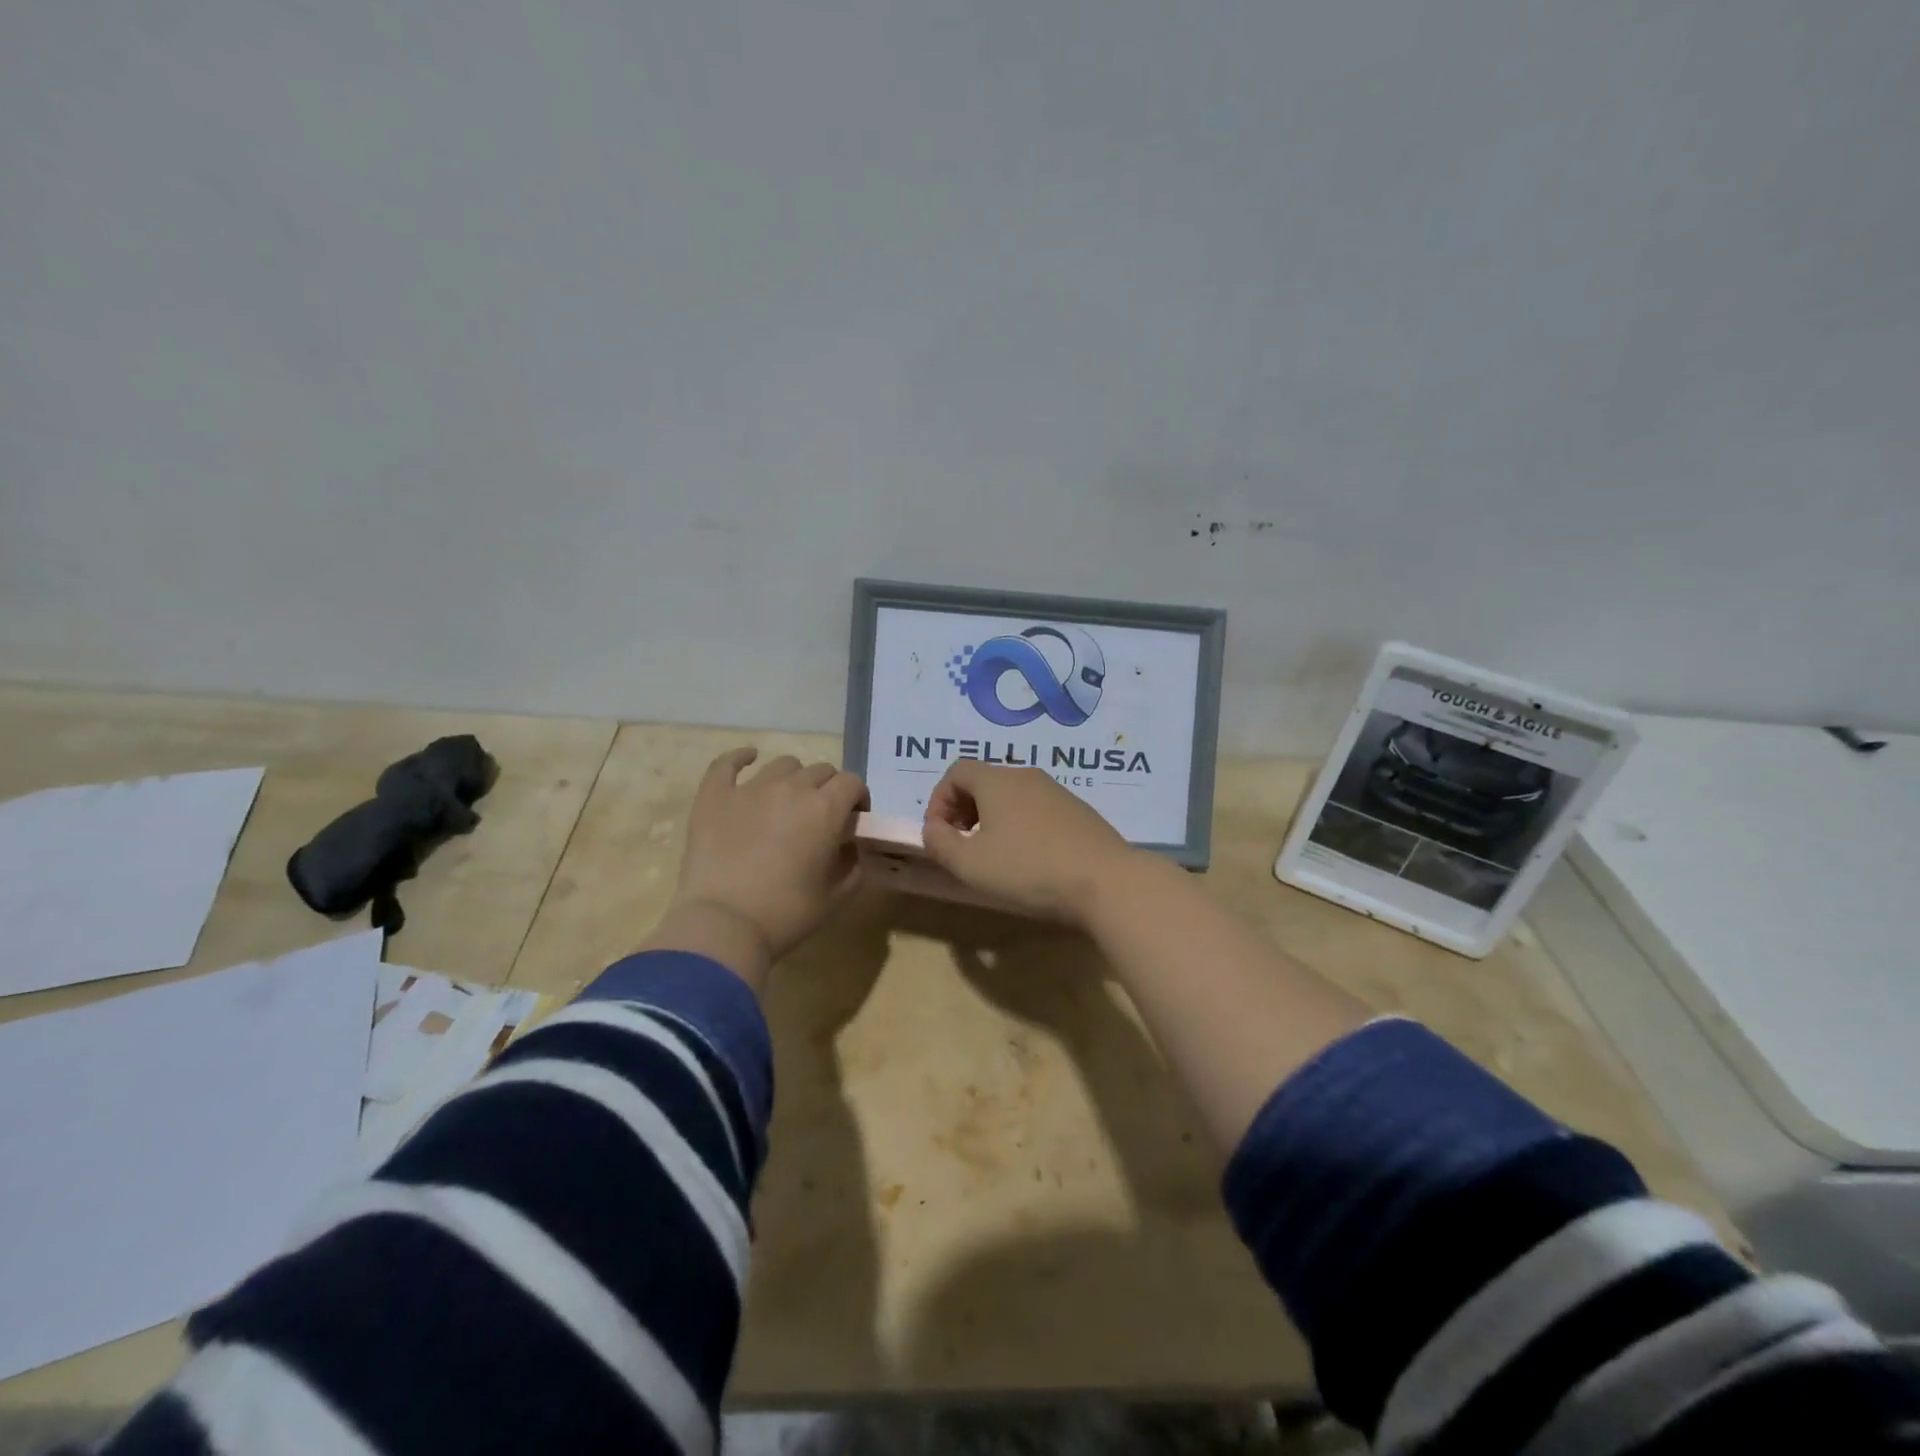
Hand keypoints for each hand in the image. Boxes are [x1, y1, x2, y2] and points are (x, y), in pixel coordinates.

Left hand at [670, 749, 869, 965]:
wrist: (723, 925)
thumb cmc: (786, 914)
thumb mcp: (836, 896)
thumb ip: (851, 864)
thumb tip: (847, 846)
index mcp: (825, 809)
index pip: (852, 783)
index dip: (857, 798)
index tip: (853, 820)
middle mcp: (791, 788)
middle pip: (821, 770)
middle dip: (828, 789)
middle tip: (820, 818)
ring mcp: (750, 788)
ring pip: (783, 764)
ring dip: (793, 778)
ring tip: (787, 801)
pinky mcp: (715, 796)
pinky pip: (728, 763)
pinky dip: (741, 757)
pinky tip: (748, 758)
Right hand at [921, 761, 1138, 924]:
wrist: (1106, 880)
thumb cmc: (1028, 869)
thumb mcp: (970, 864)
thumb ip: (940, 843)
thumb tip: (933, 828)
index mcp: (997, 780)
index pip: (956, 771)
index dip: (939, 800)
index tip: (940, 834)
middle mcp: (1027, 775)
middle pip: (984, 781)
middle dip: (964, 810)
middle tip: (963, 845)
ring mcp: (1058, 791)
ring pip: (1012, 796)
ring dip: (993, 819)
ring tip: (995, 855)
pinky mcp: (1079, 811)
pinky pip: (1037, 809)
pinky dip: (1022, 826)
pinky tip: (1030, 860)